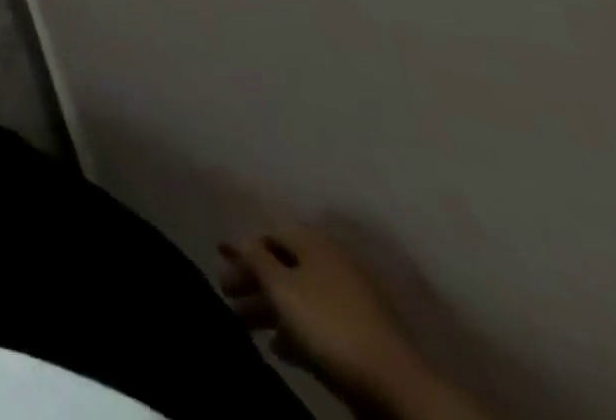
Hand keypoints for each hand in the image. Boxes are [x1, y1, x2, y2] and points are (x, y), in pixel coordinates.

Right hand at [220, 224, 427, 410]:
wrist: (396, 385)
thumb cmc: (328, 322)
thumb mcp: (280, 285)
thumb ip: (255, 257)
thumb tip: (239, 239)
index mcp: (314, 241)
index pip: (268, 232)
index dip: (242, 245)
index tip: (219, 259)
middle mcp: (331, 262)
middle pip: (282, 264)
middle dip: (252, 279)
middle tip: (227, 295)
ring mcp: (349, 301)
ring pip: (298, 295)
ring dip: (268, 307)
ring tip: (245, 325)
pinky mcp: (360, 336)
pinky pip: (317, 323)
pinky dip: (294, 330)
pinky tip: (279, 348)